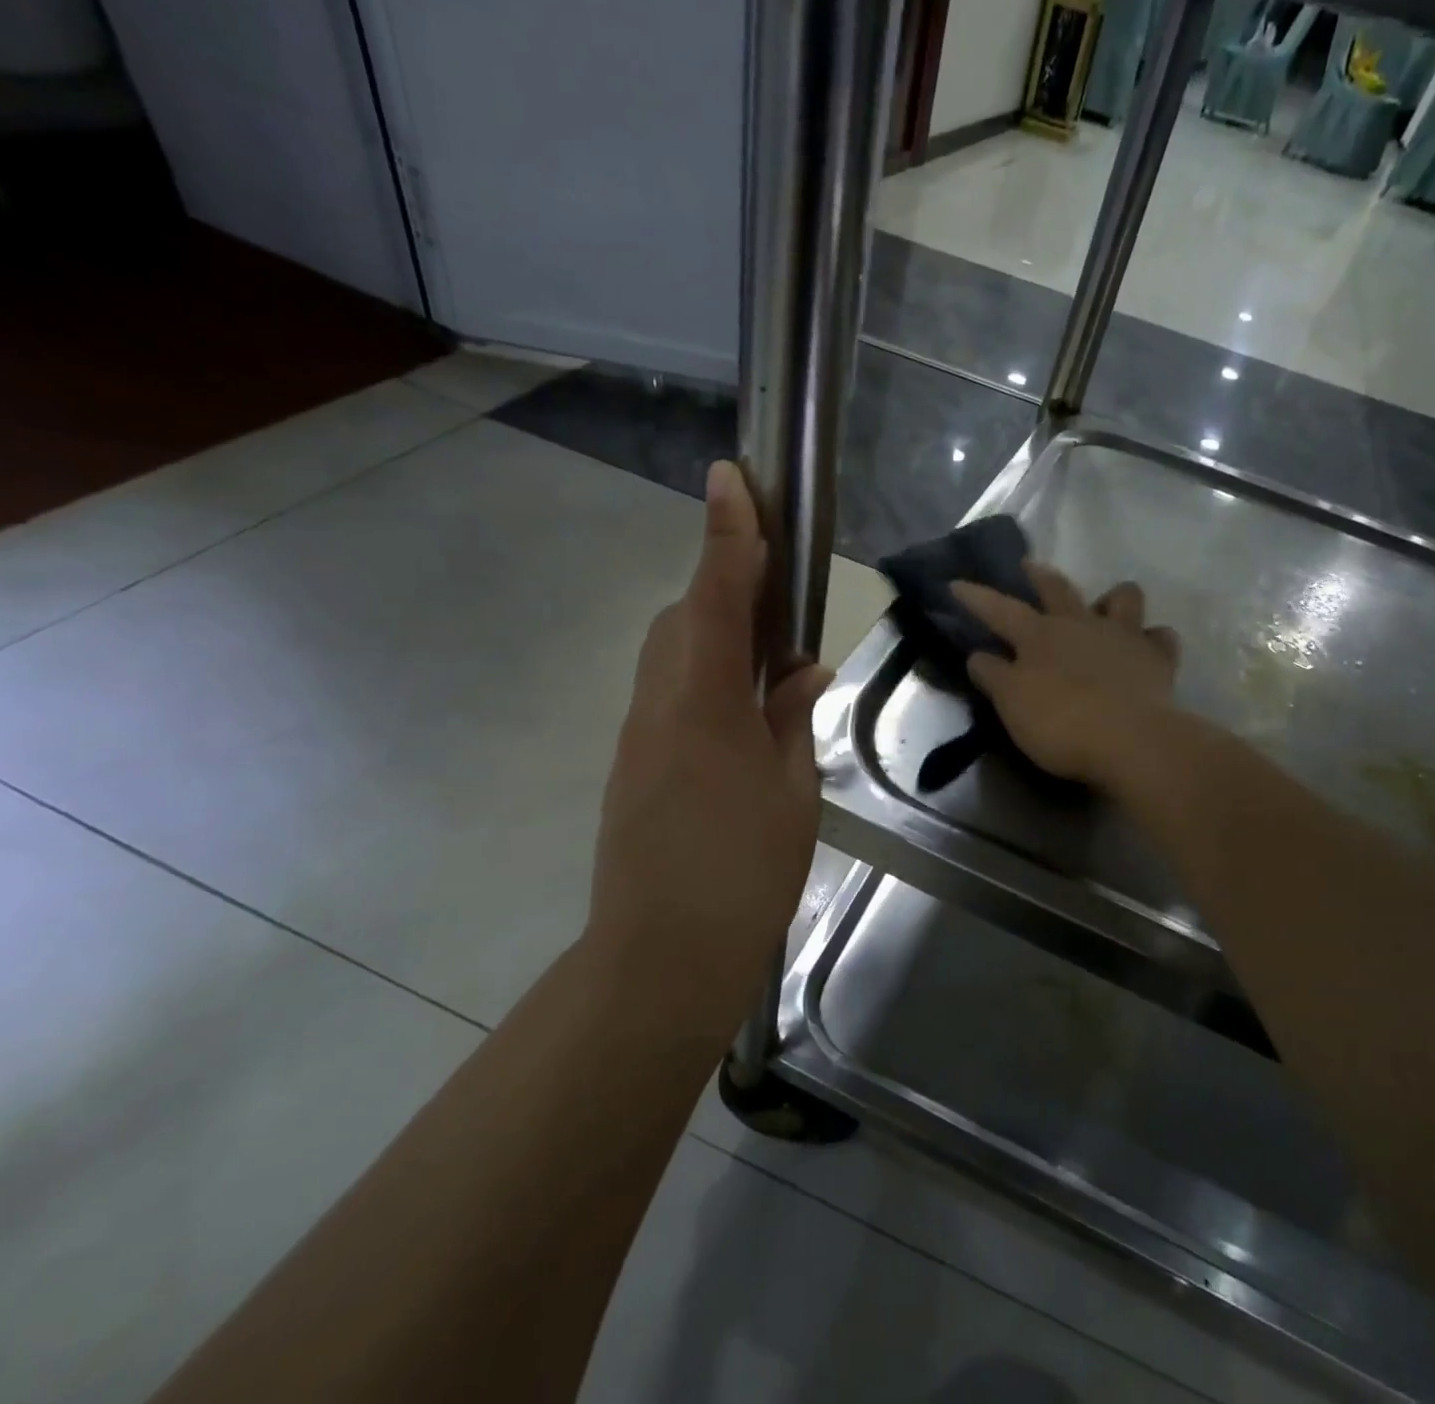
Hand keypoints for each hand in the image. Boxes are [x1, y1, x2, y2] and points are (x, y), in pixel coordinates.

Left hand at [587, 461, 830, 1041]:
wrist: (662, 958)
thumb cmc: (743, 874)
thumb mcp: (791, 791)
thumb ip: (791, 719)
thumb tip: (799, 672)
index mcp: (703, 703)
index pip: (716, 597)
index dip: (728, 535)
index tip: (731, 477)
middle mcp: (659, 704)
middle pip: (685, 618)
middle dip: (726, 589)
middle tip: (777, 597)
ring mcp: (639, 735)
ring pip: (675, 655)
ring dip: (717, 636)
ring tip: (771, 659)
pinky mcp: (634, 764)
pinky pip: (672, 694)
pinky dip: (708, 680)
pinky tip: (747, 713)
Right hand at [951, 561, 1178, 790]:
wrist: (1131, 741)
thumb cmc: (1062, 724)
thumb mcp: (1012, 705)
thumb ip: (993, 677)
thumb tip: (978, 655)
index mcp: (1040, 636)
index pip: (999, 609)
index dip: (976, 597)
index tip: (956, 583)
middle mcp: (1080, 624)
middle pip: (1058, 589)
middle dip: (1040, 575)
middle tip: (1029, 565)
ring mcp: (1124, 637)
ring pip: (1123, 598)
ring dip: (1112, 599)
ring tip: (1105, 608)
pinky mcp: (1158, 659)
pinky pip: (1161, 638)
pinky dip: (1152, 640)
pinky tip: (1147, 649)